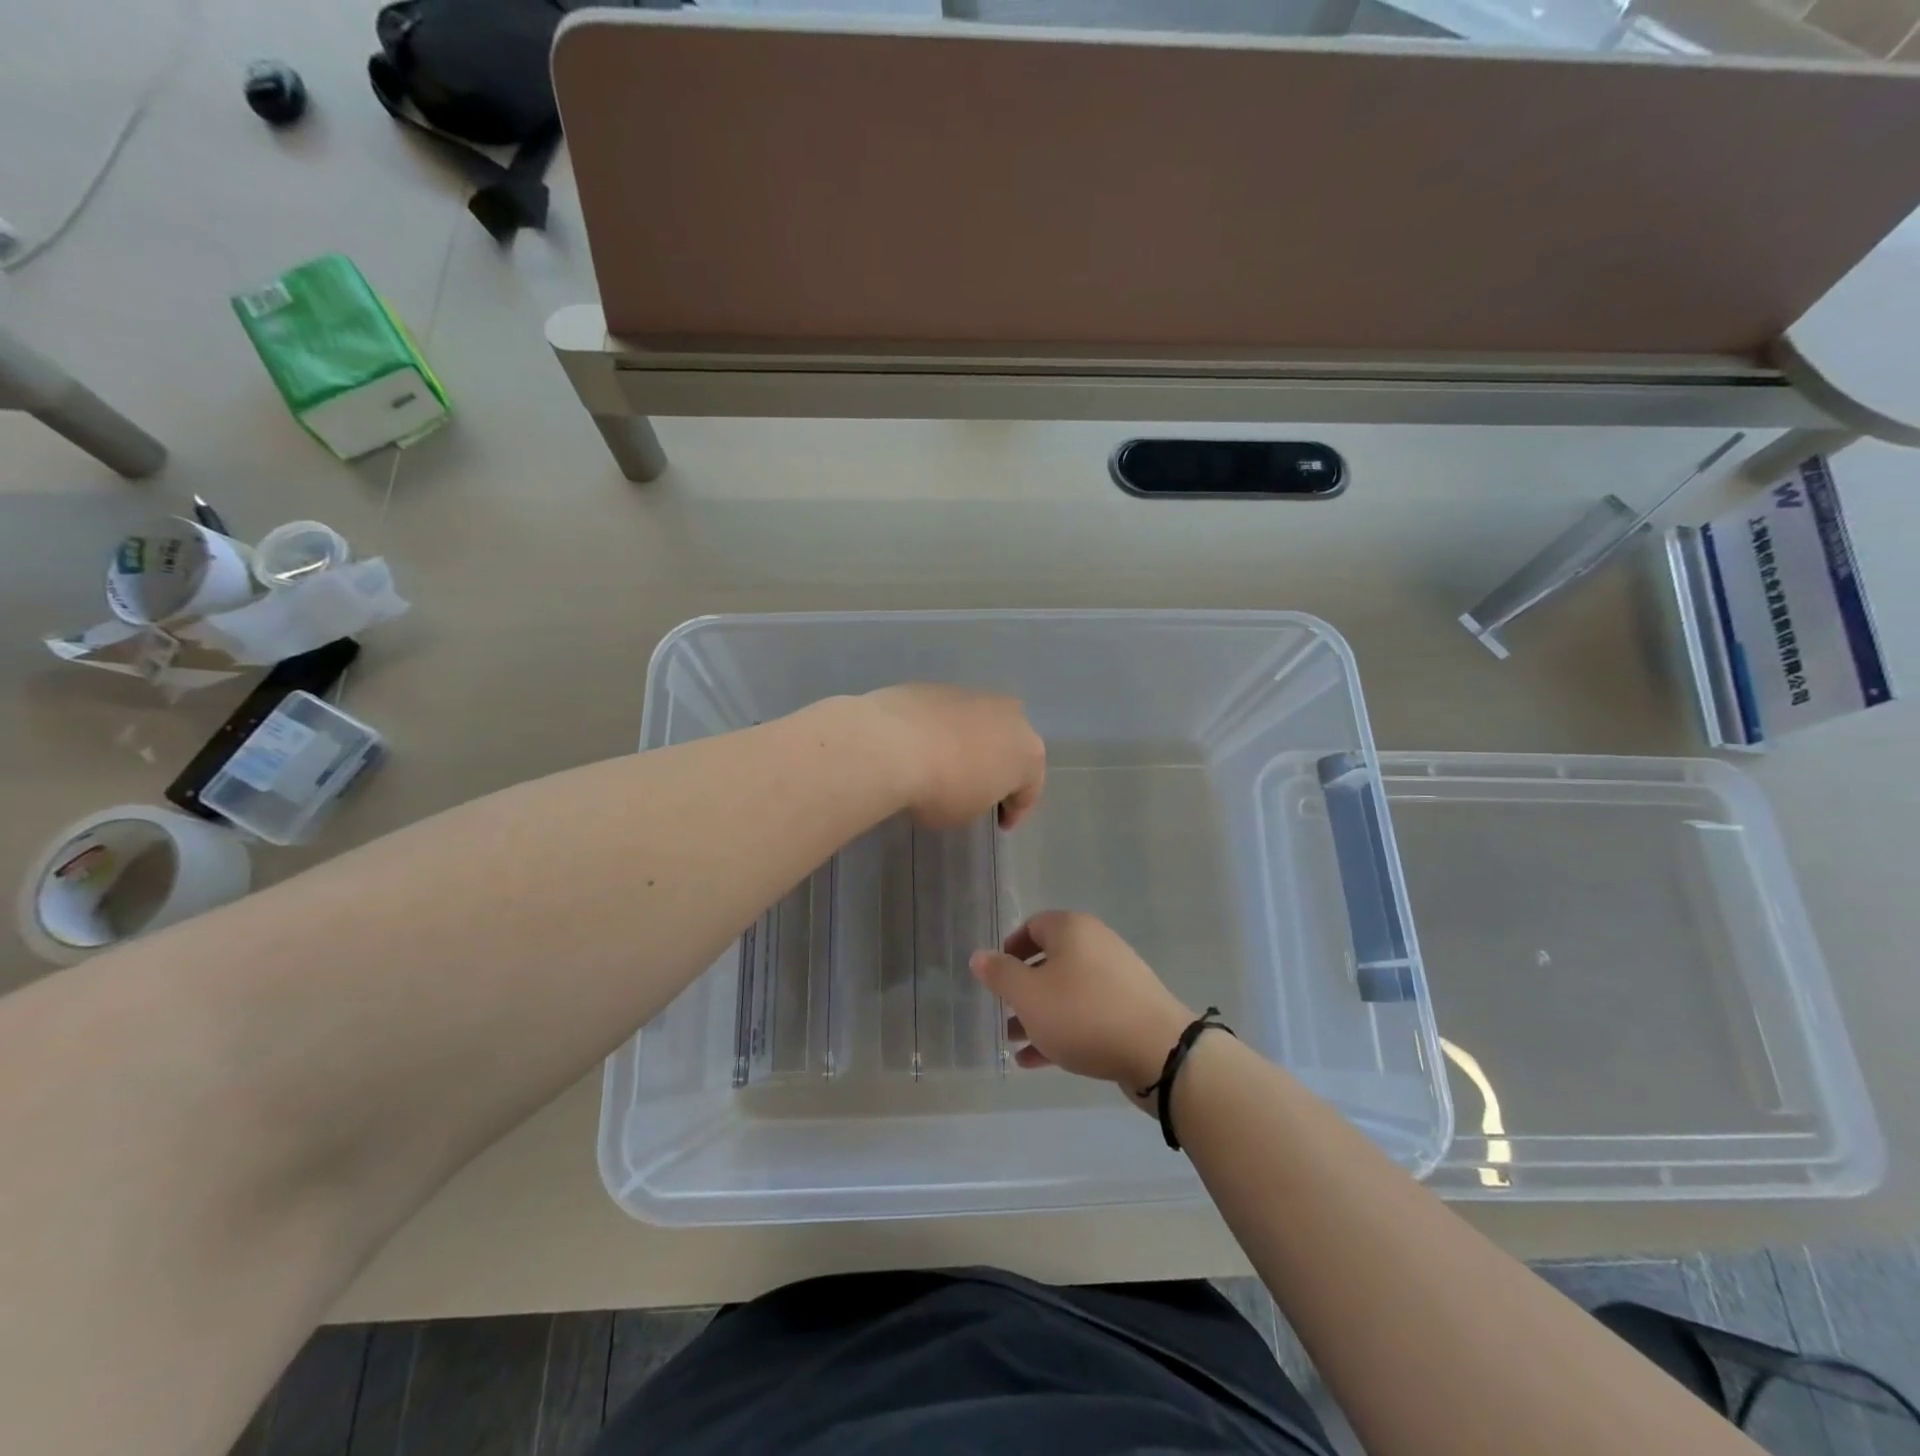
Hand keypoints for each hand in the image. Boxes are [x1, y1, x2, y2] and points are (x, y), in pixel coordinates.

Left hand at [862, 685, 1045, 828]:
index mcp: (1028, 752)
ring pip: (980, 725)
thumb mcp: (968, 812)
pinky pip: (948, 715)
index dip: (1015, 810)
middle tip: (980, 790)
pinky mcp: (939, 687)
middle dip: (998, 767)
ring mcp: (974, 696)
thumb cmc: (942, 790)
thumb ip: (979, 798)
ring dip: (970, 744)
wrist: (894, 744)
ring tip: (947, 765)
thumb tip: (968, 786)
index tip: (1001, 824)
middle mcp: (1011, 717)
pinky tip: (922, 747)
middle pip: (1010, 746)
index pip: (1029, 789)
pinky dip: (942, 730)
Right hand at [970, 912, 1193, 1097]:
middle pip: (1050, 961)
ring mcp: (1117, 977)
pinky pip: (1087, 1013)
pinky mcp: (1130, 1009)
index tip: (995, 977)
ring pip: (1067, 991)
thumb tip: (979, 956)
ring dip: (1039, 1014)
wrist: (1159, 1051)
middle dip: (1022, 989)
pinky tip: (1037, 1061)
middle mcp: (1096, 944)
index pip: (1032, 926)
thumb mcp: (1029, 995)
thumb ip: (1000, 974)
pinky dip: (1062, 1030)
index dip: (1009, 950)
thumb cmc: (1083, 1014)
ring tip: (1014, 1042)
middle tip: (1002, 1014)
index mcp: (1072, 930)